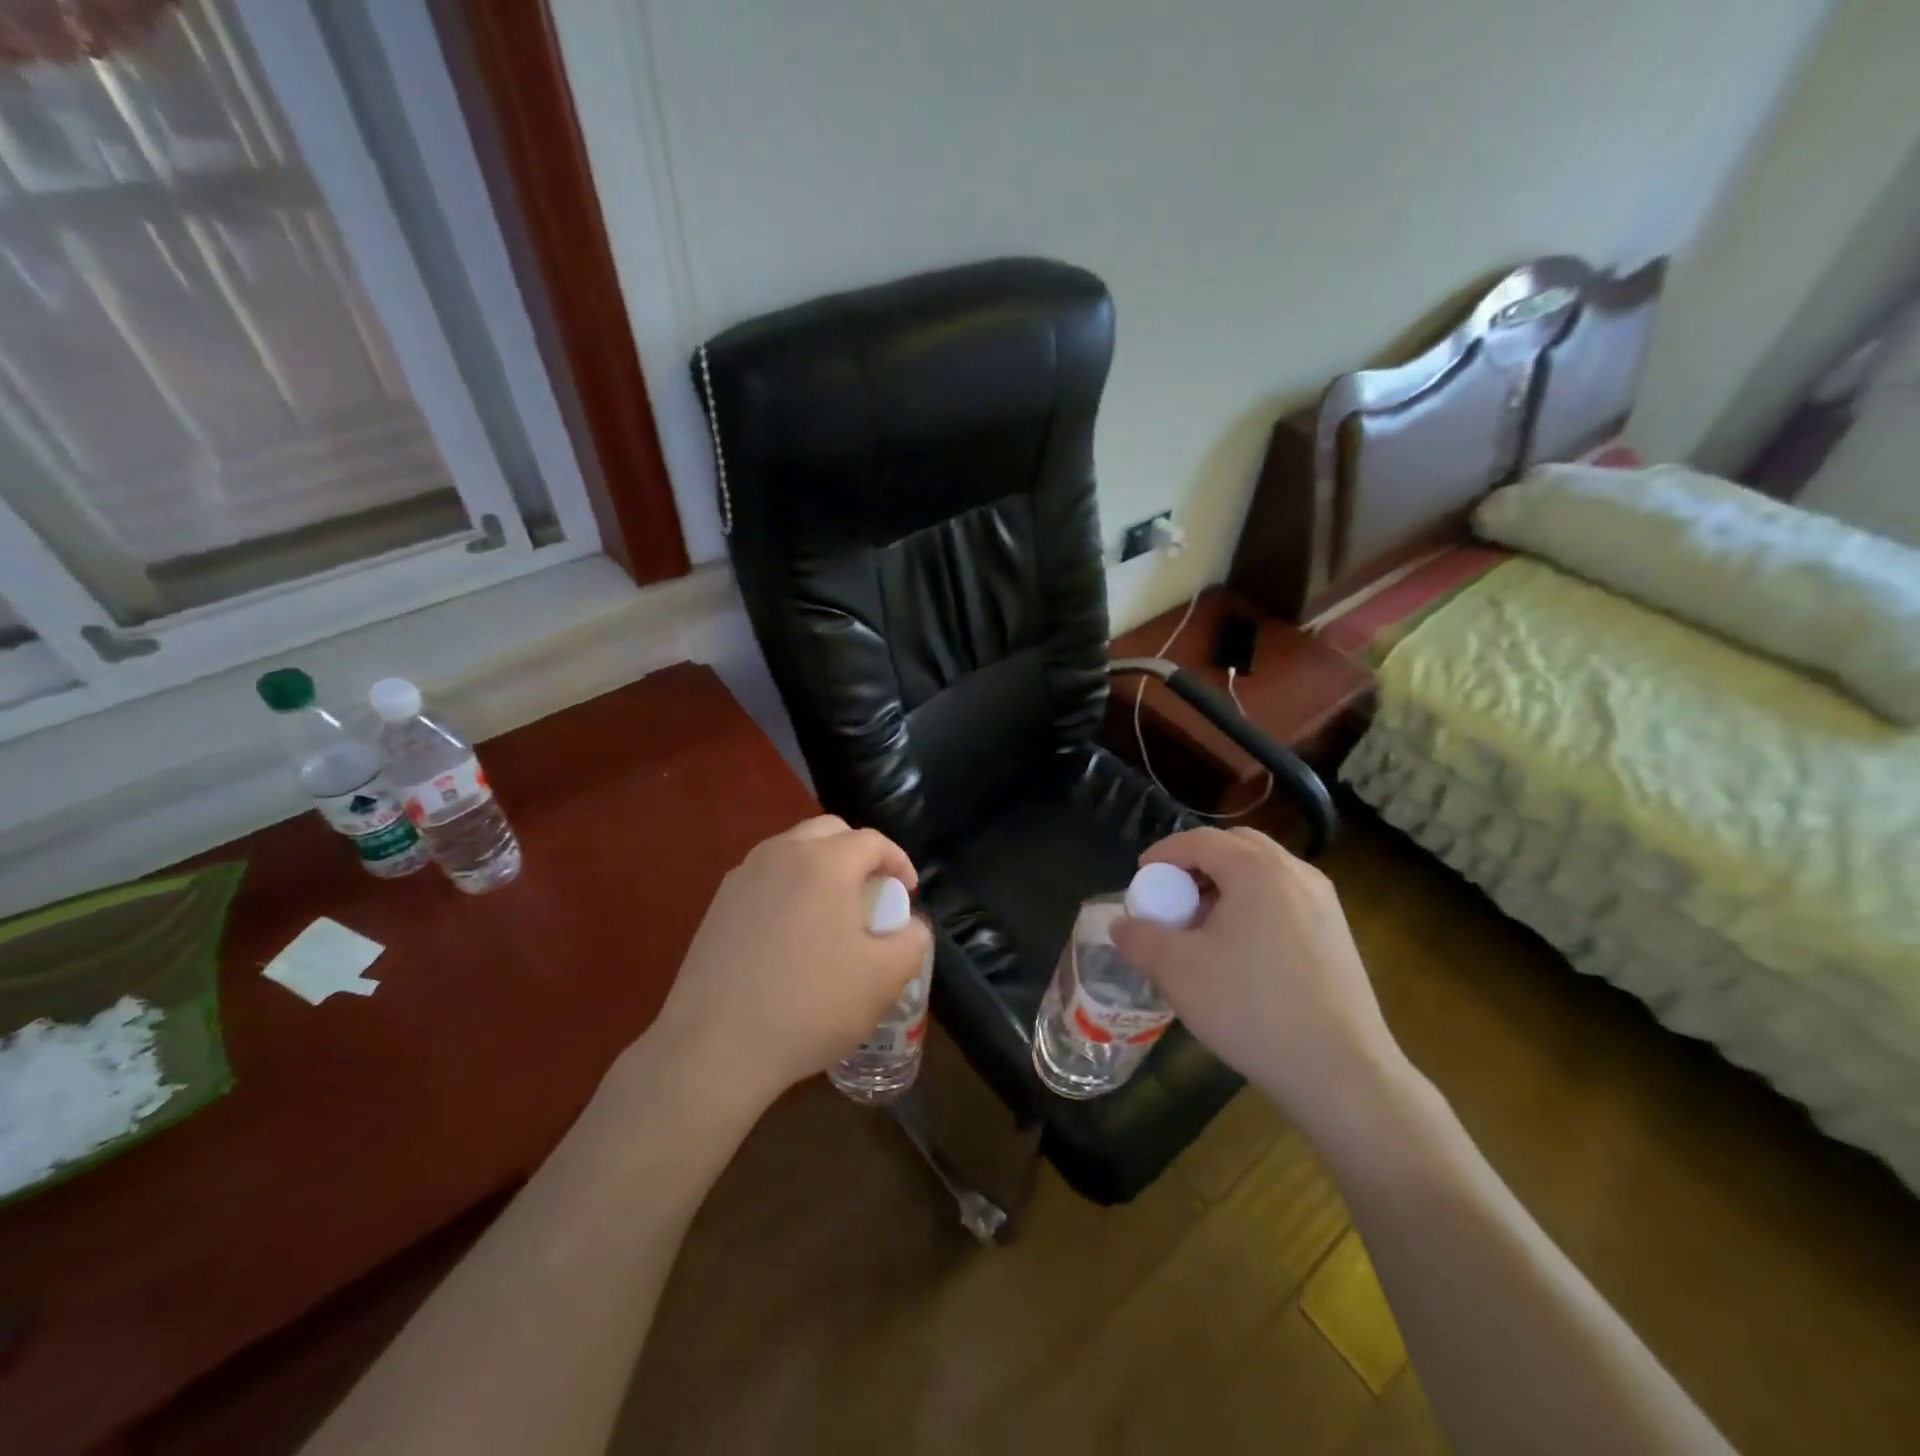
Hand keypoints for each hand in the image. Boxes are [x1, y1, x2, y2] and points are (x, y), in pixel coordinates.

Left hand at [641, 816, 931, 1117]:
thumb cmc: (811, 1004)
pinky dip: (788, 890)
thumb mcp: (884, 979)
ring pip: (792, 852)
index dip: (899, 862)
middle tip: (871, 895)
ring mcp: (742, 877)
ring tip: (831, 914)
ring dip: (821, 869)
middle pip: (829, 833)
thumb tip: (911, 926)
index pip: (872, 841)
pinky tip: (791, 936)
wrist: (716, 1046)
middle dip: (858, 854)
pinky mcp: (717, 905)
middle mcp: (781, 854)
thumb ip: (912, 941)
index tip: (908, 894)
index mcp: (825, 862)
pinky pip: (765, 879)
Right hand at [1110, 827, 1408, 1130]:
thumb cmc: (1251, 1008)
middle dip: (1198, 863)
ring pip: (1264, 873)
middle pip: (1237, 847)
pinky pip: (1285, 899)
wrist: (1342, 1072)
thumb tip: (1120, 925)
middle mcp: (1296, 873)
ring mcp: (1324, 903)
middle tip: (1173, 895)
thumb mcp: (1177, 971)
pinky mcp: (1338, 934)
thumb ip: (1140, 938)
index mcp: (1257, 870)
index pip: (1200, 840)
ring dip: (1227, 885)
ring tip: (1204, 926)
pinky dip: (1254, 905)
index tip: (1141, 877)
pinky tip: (1241, 951)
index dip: (1163, 853)